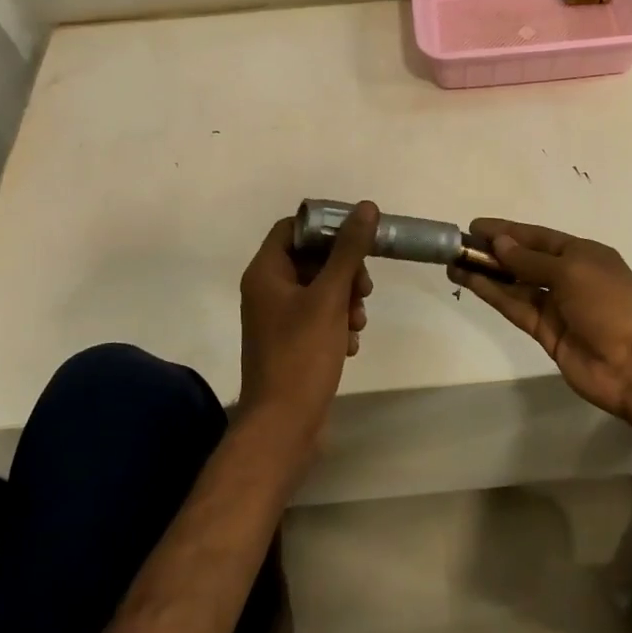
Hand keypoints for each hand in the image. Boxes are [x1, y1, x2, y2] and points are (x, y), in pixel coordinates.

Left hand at [237, 202, 377, 458]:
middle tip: (365, 288)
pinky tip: (350, 344)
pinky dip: (338, 324)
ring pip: (320, 289)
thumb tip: (365, 208)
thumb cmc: (301, 355)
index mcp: (266, 273)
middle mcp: (267, 291)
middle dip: (344, 270)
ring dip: (346, 299)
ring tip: (359, 322)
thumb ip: (349, 251)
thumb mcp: (329, 297)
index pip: (293, 228)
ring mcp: (279, 318)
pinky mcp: (292, 342)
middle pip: (312, 259)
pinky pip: (319, 317)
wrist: (283, 425)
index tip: (358, 236)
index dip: (326, 227)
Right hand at [450, 218, 631, 418]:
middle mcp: (569, 277)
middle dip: (494, 252)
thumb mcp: (572, 272)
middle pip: (525, 260)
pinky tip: (471, 283)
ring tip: (454, 263)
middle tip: (459, 245)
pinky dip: (495, 295)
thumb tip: (500, 243)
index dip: (508, 231)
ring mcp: (557, 307)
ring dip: (488, 274)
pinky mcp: (546, 333)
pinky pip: (516, 308)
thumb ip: (531, 260)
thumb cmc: (610, 304)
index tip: (475, 227)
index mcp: (583, 254)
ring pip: (516, 285)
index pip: (539, 237)